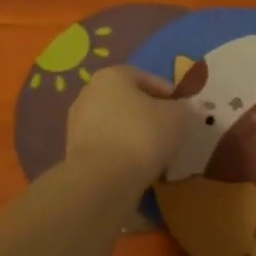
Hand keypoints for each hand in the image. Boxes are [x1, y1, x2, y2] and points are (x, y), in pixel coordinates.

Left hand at [65, 66, 187, 185]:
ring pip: (115, 124)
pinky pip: (106, 146)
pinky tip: (136, 167)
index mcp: (112, 76)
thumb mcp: (177, 116)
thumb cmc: (142, 135)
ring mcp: (77, 123)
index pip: (146, 78)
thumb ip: (181, 108)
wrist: (102, 180)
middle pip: (127, 100)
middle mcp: (89, 93)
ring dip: (133, 135)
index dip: (168, 94)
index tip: (182, 111)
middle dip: (148, 114)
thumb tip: (179, 110)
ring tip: (155, 153)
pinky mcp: (73, 152)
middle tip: (169, 131)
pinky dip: (121, 153)